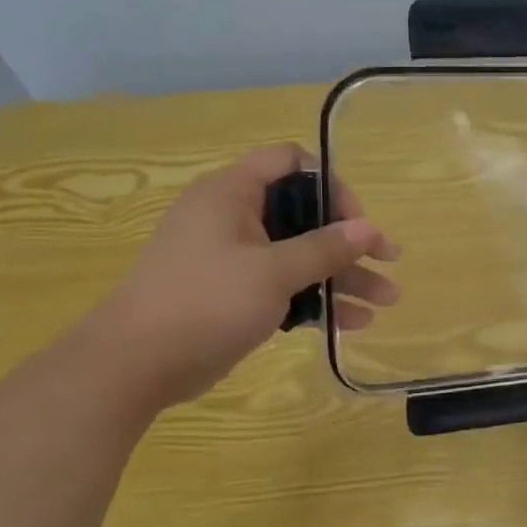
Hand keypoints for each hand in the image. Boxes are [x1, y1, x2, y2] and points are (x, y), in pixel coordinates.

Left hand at [82, 144, 399, 405]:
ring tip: (387, 300)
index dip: (330, 184)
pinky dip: (316, 300)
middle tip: (390, 260)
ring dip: (342, 276)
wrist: (137, 364)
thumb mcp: (273, 271)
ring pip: (299, 256)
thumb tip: (369, 228)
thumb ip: (325, 247)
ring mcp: (234, 259)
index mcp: (232, 193)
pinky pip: (285, 287)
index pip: (290, 163)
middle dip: (350, 240)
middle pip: (303, 216)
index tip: (357, 220)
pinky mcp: (234, 295)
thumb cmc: (206, 301)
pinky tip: (354, 322)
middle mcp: (233, 218)